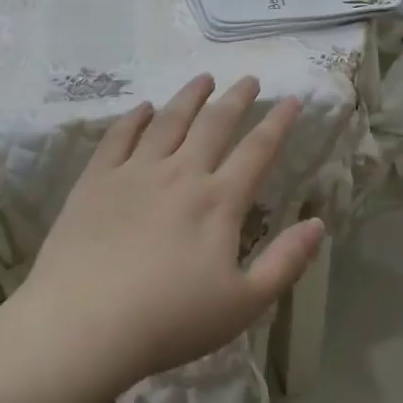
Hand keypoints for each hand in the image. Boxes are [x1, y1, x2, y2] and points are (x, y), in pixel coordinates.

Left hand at [16, 73, 324, 390]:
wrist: (84, 324)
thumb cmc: (169, 321)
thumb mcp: (243, 304)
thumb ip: (285, 263)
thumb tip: (318, 224)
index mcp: (218, 201)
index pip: (257, 150)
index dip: (278, 122)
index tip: (292, 100)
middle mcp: (180, 174)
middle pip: (214, 124)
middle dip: (236, 99)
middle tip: (249, 79)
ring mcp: (135, 172)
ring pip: (168, 121)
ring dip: (189, 97)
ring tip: (203, 78)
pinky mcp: (96, 180)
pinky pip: (119, 137)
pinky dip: (134, 118)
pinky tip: (142, 108)